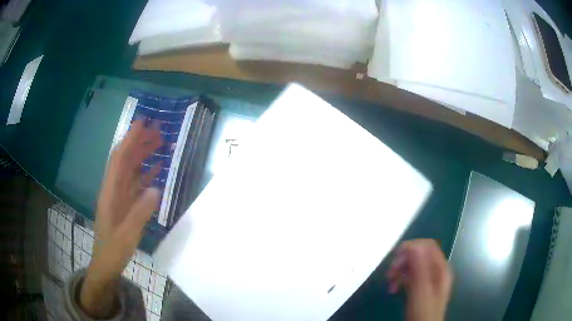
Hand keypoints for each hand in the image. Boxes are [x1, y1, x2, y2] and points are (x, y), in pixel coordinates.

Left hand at [80, 120, 162, 317]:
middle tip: (158, 130)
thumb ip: (140, 213)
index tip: (142, 122)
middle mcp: (114, 189)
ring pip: (132, 169)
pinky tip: (158, 169)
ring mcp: (120, 197)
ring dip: (144, 155)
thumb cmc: (112, 251)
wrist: (105, 264)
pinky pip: (136, 184)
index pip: (119, 159)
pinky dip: (147, 174)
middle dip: (139, 142)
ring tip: (160, 143)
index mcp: (110, 193)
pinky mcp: (126, 205)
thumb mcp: (126, 235)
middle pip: (126, 160)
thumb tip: (156, 188)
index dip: (129, 139)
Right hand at [387, 239, 452, 320]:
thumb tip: (413, 245)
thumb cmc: (423, 312)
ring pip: (414, 265)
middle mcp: (437, 270)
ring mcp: (430, 279)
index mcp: (441, 268)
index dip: (412, 247)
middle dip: (403, 261)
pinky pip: (411, 276)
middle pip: (420, 254)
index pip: (428, 246)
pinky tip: (394, 288)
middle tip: (389, 273)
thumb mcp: (421, 291)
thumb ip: (419, 268)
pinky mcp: (422, 287)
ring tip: (389, 282)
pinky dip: (401, 279)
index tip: (395, 258)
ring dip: (400, 270)